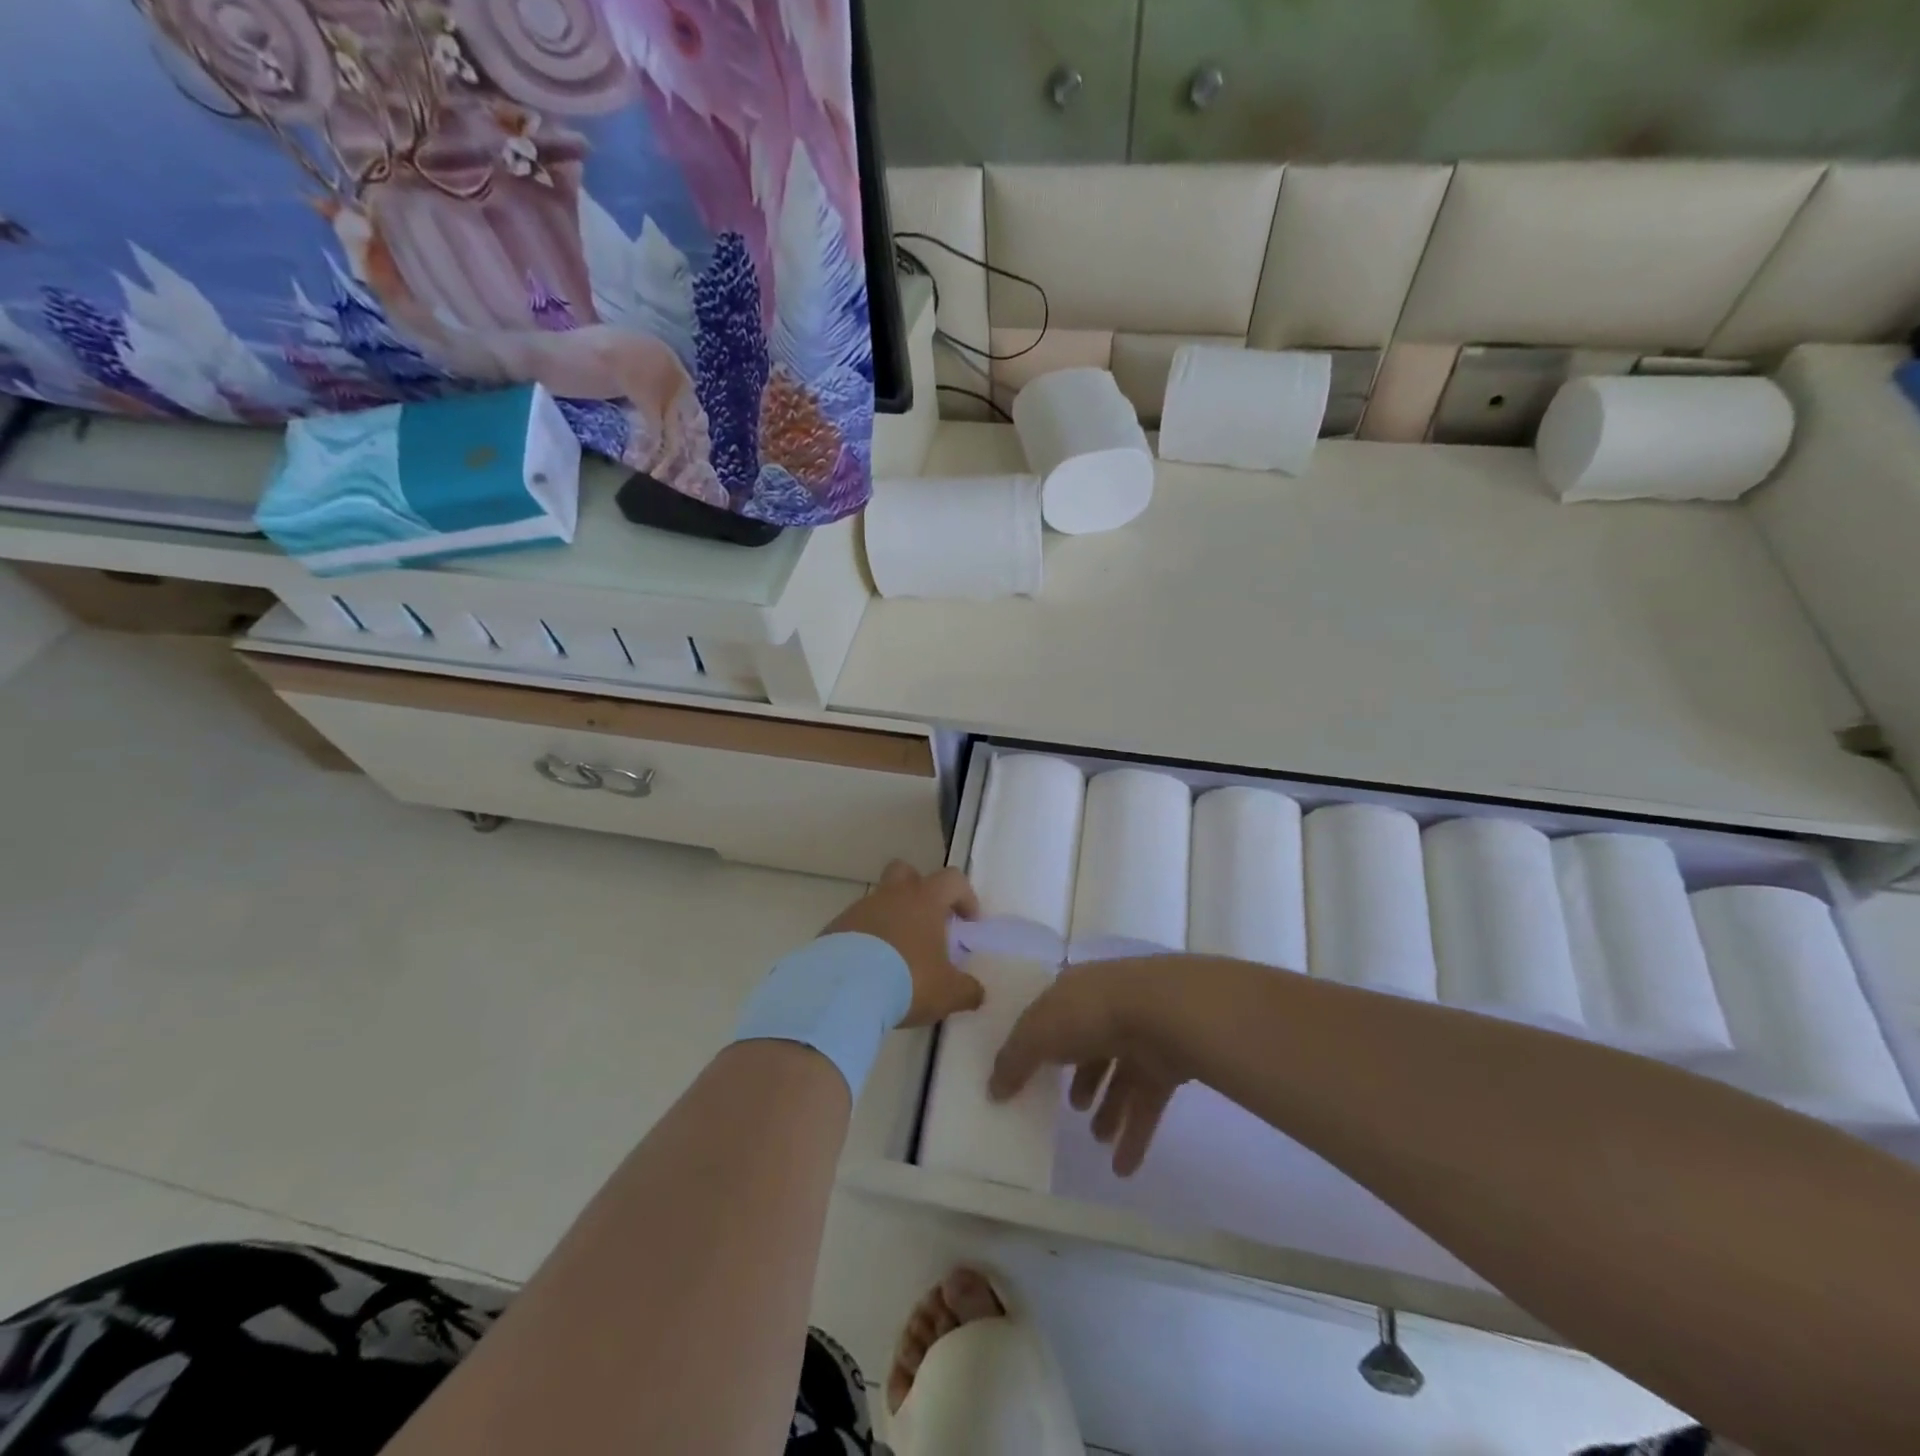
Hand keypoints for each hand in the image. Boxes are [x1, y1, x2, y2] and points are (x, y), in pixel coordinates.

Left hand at [823, 862, 983, 1028]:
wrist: (843, 990)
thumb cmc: (907, 980)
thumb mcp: (947, 993)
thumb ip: (967, 990)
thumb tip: (977, 993)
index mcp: (924, 900)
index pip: (952, 879)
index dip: (964, 896)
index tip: (968, 922)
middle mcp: (892, 895)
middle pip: (905, 871)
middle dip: (918, 890)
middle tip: (926, 922)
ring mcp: (859, 909)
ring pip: (878, 902)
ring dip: (889, 921)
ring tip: (894, 960)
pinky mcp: (834, 929)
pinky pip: (855, 927)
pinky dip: (864, 942)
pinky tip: (867, 972)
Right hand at [989, 961, 1188, 1176]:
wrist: (1163, 1013)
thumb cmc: (1089, 1014)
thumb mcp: (1036, 1033)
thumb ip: (1014, 1060)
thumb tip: (993, 1089)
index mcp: (1074, 990)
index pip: (1053, 1014)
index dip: (1040, 1041)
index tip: (1030, 1072)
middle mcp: (1106, 1007)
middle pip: (1089, 1045)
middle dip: (1082, 1077)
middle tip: (1072, 1108)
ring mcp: (1141, 1033)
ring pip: (1120, 1075)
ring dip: (1109, 1109)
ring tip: (1096, 1138)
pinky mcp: (1168, 1062)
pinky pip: (1147, 1101)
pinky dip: (1136, 1133)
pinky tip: (1123, 1167)